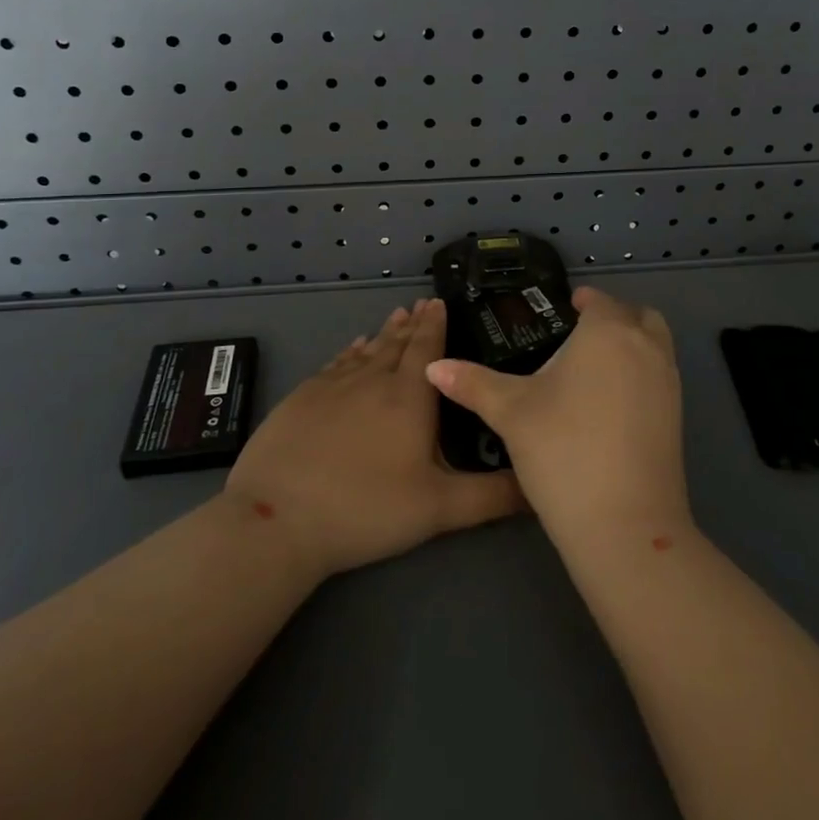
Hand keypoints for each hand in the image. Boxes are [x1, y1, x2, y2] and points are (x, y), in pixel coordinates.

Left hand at [225, 299, 524, 578]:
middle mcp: (372, 380)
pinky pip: (335, 364)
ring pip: (366, 350)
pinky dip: (350, 352)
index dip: (435, 324)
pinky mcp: (301, 398)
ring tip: (395, 315)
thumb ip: (492, 496)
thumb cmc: (367, 509)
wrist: (279, 517)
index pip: (426, 349)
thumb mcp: (440, 509)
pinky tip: (353, 349)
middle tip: (420, 302)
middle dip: (412, 323)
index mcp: (409, 398)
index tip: (439, 301)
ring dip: (383, 333)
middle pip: (396, 343)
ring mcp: (333, 386)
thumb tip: (539, 486)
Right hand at [425, 287, 689, 552]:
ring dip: (631, 344)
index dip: (580, 301)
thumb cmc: (563, 450)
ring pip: (654, 345)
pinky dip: (640, 374)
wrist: (625, 525)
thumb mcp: (511, 412)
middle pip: (637, 315)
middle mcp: (646, 347)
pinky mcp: (678, 417)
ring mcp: (669, 383)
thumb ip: (473, 383)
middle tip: (578, 336)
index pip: (598, 300)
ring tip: (591, 370)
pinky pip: (660, 376)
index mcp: (608, 332)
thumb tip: (433, 367)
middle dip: (612, 317)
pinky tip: (607, 405)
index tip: (559, 311)